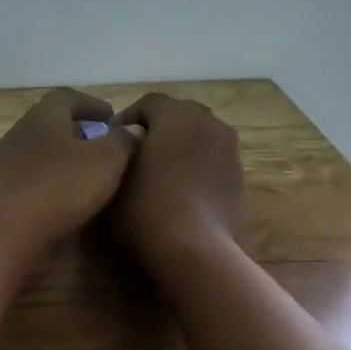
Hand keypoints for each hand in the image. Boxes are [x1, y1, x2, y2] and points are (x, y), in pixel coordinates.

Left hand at [0, 89, 138, 252]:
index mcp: (43, 116)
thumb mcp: (106, 161)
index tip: (113, 118)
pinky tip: (68, 196)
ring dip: (65, 157)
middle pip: (52, 123)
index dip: (93, 104)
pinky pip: (33, 174)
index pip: (68, 97)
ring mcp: (7, 161)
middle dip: (80, 131)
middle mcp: (21, 132)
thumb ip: (122, 141)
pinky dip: (52, 178)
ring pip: (42, 150)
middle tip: (105, 146)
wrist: (6, 232)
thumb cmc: (60, 188)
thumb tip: (131, 129)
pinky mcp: (3, 189)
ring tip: (91, 173)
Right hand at [111, 93, 244, 266]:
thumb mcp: (116, 172)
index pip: (149, 102)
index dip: (127, 116)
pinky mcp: (238, 176)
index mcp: (177, 114)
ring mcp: (229, 149)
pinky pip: (212, 157)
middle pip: (179, 113)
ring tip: (160, 170)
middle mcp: (208, 122)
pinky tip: (180, 188)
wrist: (193, 247)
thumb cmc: (146, 205)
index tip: (111, 138)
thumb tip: (127, 140)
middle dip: (158, 127)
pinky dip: (196, 163)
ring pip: (199, 135)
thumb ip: (120, 147)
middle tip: (136, 151)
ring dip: (180, 144)